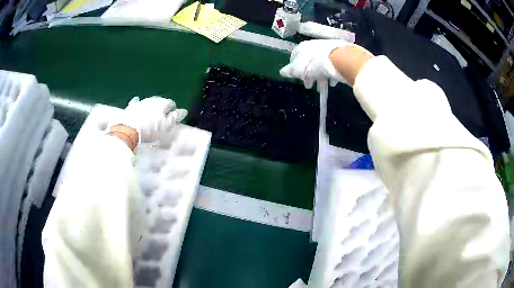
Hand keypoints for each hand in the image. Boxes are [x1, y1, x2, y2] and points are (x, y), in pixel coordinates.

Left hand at [109, 96, 187, 143]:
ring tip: (153, 111)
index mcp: (162, 104)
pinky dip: (138, 103)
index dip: (173, 109)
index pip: (170, 103)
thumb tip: (184, 111)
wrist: (129, 129)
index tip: (174, 115)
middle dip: (162, 106)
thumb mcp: (165, 126)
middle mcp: (152, 100)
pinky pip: (135, 102)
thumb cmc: (150, 129)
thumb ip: (175, 118)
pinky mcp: (131, 107)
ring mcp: (141, 102)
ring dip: (151, 105)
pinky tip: (137, 101)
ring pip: (149, 101)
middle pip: (159, 101)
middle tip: (163, 114)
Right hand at [279, 39, 348, 88]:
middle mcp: (313, 46)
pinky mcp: (338, 53)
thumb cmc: (315, 64)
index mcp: (302, 47)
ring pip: (320, 64)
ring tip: (322, 87)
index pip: (294, 57)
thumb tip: (282, 72)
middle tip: (310, 85)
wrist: (339, 58)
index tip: (297, 79)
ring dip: (320, 76)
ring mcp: (326, 49)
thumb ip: (290, 71)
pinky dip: (330, 74)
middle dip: (308, 75)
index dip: (295, 69)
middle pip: (308, 61)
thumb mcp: (299, 70)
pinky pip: (331, 65)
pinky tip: (332, 82)